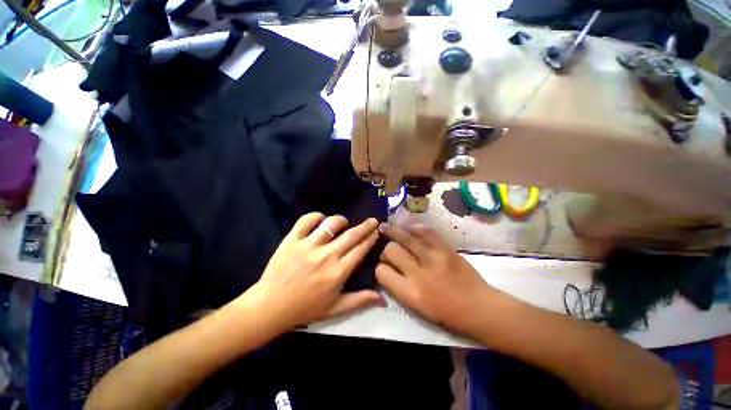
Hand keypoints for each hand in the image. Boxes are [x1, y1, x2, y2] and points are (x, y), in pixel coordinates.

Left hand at [245, 213, 383, 331]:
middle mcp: (326, 256)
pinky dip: (316, 216)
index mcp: (338, 272)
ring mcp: (308, 246)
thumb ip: (359, 300)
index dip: (370, 239)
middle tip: (372, 220)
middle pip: (351, 235)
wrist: (270, 307)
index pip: (360, 249)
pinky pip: (306, 221)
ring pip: (331, 224)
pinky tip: (320, 219)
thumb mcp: (335, 309)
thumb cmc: (305, 309)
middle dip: (365, 226)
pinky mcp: (292, 240)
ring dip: (341, 220)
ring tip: (344, 222)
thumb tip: (383, 299)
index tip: (376, 232)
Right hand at [375, 223, 495, 335]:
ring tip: (386, 226)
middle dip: (386, 250)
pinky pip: (426, 231)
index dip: (379, 267)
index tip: (384, 266)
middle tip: (390, 251)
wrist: (480, 308)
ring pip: (405, 237)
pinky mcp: (446, 248)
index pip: (381, 271)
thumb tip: (386, 268)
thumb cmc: (447, 315)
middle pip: (391, 250)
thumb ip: (398, 287)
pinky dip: (415, 228)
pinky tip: (409, 227)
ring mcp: (433, 257)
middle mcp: (418, 273)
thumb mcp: (416, 308)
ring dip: (393, 231)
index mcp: (410, 293)